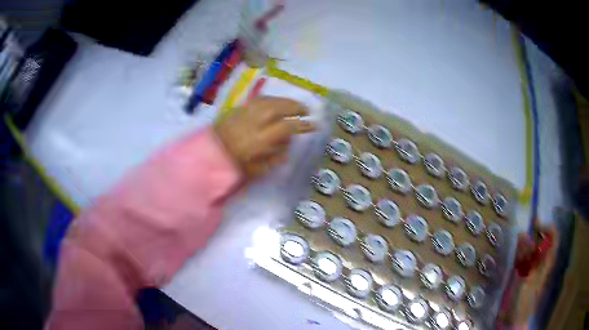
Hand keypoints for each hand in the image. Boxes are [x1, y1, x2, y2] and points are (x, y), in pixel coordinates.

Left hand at [214, 96, 315, 179]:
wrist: (207, 157)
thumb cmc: (233, 168)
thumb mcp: (257, 171)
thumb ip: (275, 158)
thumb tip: (288, 145)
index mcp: (259, 140)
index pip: (286, 127)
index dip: (302, 125)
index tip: (314, 125)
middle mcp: (252, 122)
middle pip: (278, 107)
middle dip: (295, 107)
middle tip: (306, 110)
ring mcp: (244, 113)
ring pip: (269, 100)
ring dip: (284, 101)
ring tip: (294, 105)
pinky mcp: (237, 109)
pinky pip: (257, 99)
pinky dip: (270, 99)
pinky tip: (276, 103)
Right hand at [498, 222, 557, 326]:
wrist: (513, 320)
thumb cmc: (523, 301)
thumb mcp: (526, 279)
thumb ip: (525, 258)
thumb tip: (522, 234)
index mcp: (546, 262)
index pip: (553, 237)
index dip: (546, 227)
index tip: (535, 225)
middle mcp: (541, 261)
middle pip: (541, 240)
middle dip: (533, 234)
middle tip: (522, 236)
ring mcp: (531, 267)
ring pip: (531, 248)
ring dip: (524, 244)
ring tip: (517, 244)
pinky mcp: (522, 273)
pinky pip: (522, 257)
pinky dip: (519, 252)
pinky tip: (515, 252)